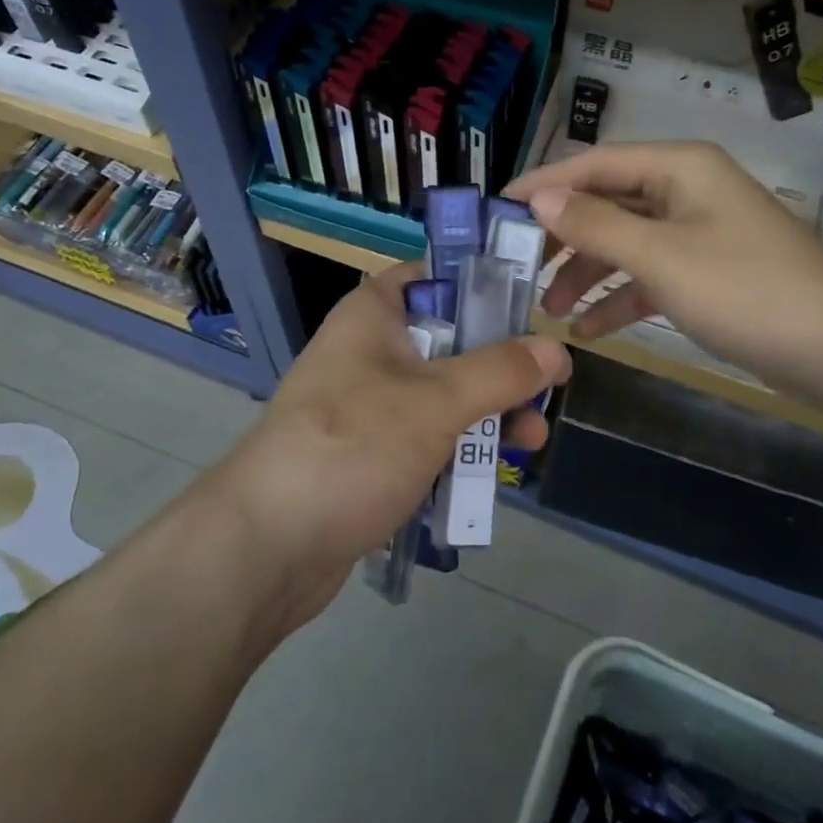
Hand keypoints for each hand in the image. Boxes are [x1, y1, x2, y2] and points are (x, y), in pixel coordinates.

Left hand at [209, 263, 569, 632]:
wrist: (267, 546)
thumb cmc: (352, 447)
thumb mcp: (436, 401)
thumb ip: (500, 372)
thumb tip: (556, 348)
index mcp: (374, 314)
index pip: (435, 275)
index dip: (485, 286)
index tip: (533, 311)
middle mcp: (371, 351)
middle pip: (451, 340)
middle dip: (501, 368)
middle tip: (547, 393)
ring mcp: (369, 406)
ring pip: (444, 395)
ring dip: (489, 415)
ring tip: (531, 444)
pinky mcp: (371, 454)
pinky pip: (428, 439)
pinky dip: (459, 450)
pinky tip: (492, 475)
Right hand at [505, 142, 822, 404]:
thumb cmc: (746, 291)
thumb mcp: (661, 257)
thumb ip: (595, 225)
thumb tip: (538, 197)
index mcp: (678, 167)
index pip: (594, 164)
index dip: (543, 184)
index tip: (497, 209)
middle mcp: (686, 190)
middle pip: (607, 204)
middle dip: (564, 238)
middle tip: (519, 269)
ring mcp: (698, 232)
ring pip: (625, 243)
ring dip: (587, 274)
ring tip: (550, 311)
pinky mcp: (708, 272)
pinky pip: (649, 275)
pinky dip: (620, 298)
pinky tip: (589, 330)